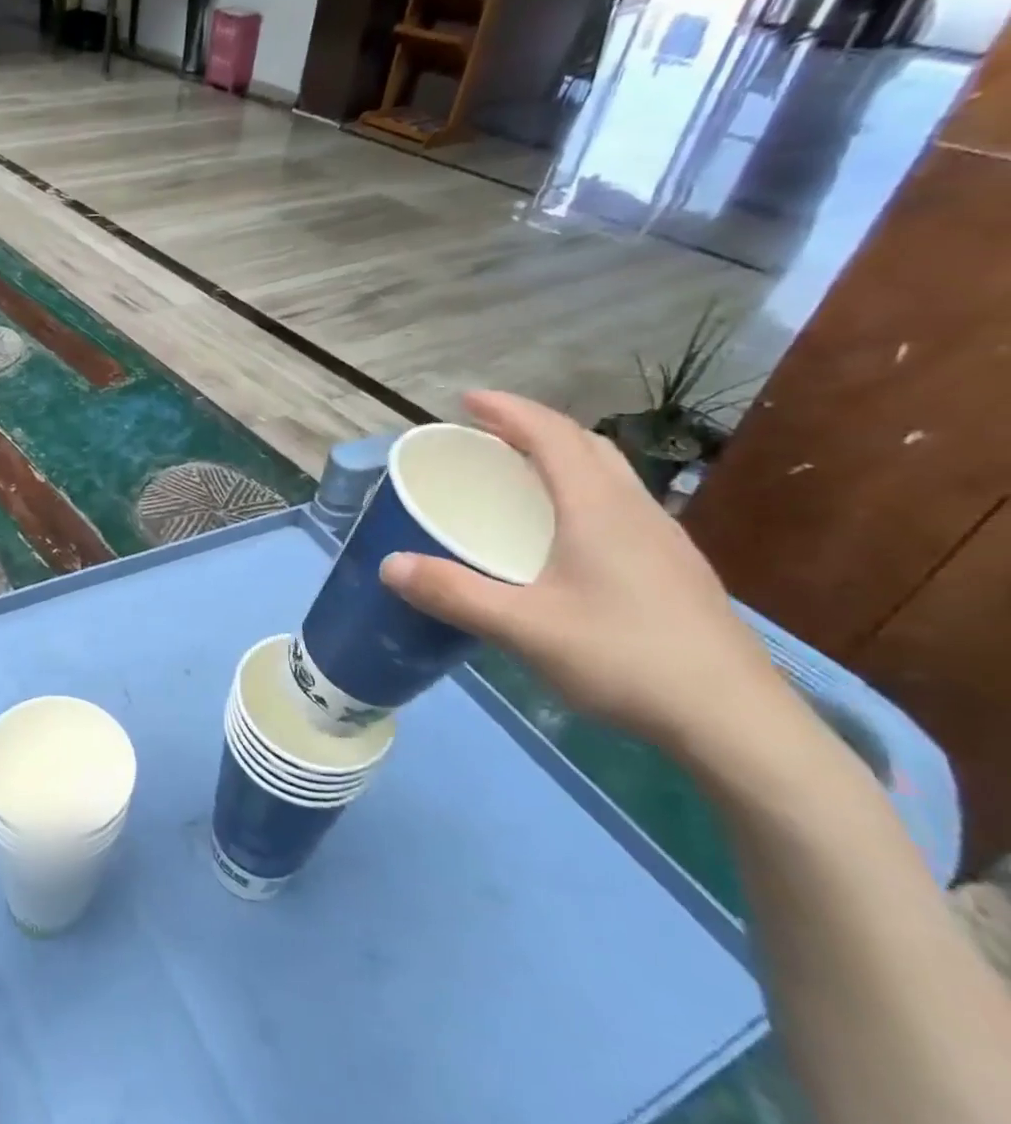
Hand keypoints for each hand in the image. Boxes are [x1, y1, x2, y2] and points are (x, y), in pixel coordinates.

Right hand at [379, 391, 794, 752]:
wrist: (736, 722)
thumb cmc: (625, 659)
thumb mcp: (523, 628)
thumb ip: (453, 593)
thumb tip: (388, 564)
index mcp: (599, 508)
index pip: (552, 435)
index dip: (508, 410)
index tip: (466, 400)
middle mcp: (635, 510)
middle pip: (584, 445)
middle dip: (533, 428)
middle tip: (487, 436)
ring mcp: (663, 540)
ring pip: (608, 474)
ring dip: (562, 458)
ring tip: (520, 475)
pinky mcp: (674, 570)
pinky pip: (619, 506)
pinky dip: (581, 493)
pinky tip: (565, 535)